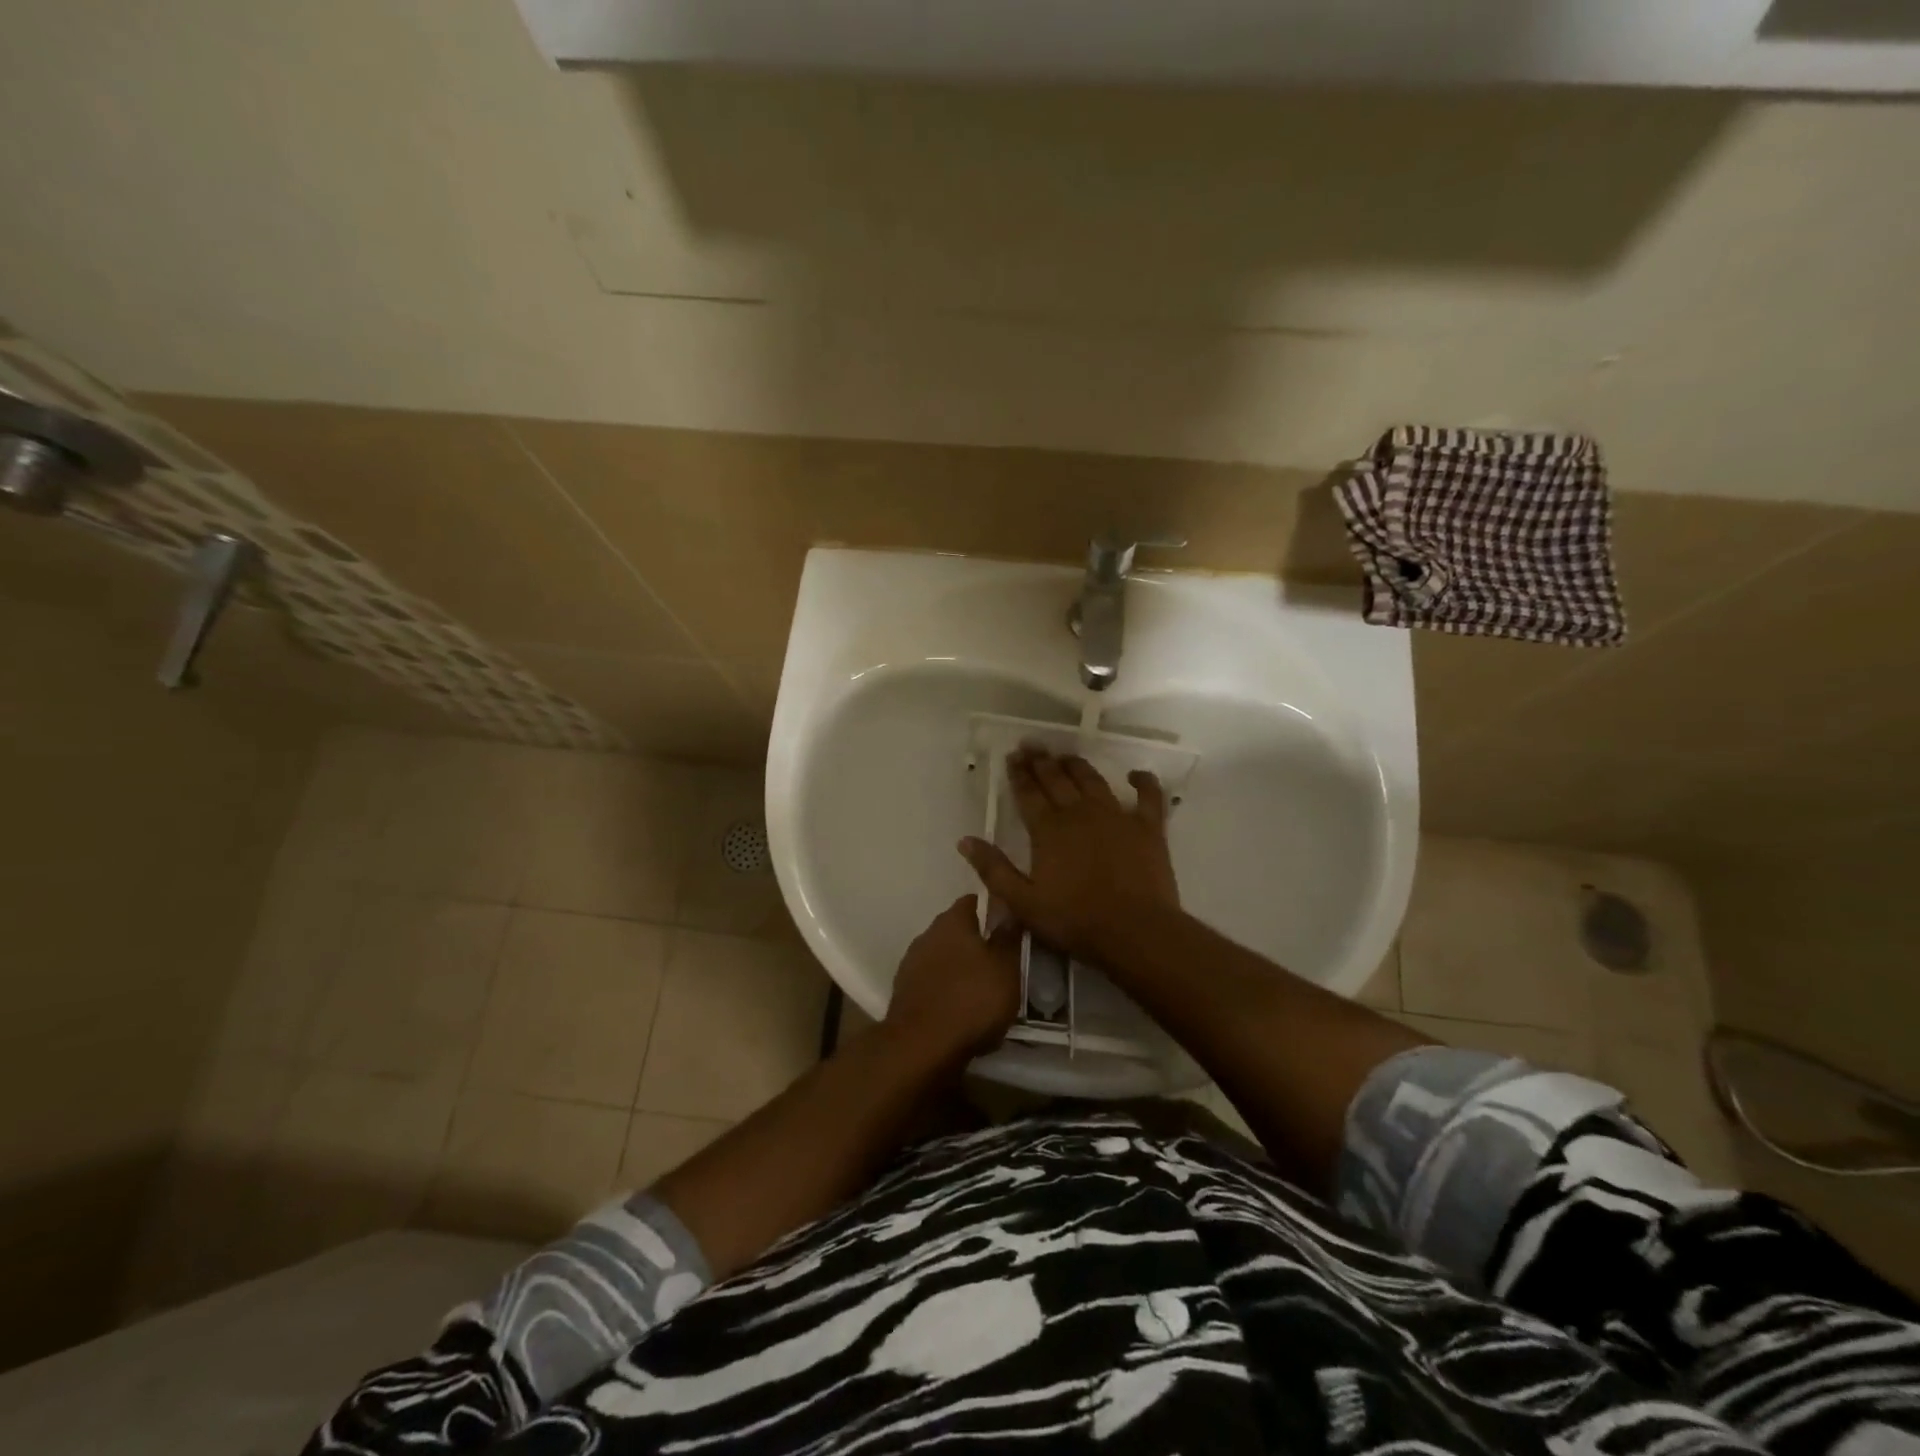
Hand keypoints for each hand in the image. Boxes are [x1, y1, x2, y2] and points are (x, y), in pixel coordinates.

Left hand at [884, 895, 1022, 1061]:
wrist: (921, 1047)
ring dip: (961, 968)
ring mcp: (911, 963)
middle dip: (977, 942)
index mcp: (952, 921)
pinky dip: (947, 990)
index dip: (993, 909)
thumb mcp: (1006, 968)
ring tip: (983, 989)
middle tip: (1001, 960)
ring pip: (944, 957)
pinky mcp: (904, 992)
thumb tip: (1009, 910)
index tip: (1010, 924)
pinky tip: (961, 1010)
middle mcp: (928, 934)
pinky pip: (933, 983)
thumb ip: (1008, 937)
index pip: (973, 901)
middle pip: (957, 930)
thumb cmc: (972, 1000)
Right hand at [958, 748, 1178, 961]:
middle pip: (1057, 779)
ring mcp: (1117, 816)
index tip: (1012, 755)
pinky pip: (1148, 796)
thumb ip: (993, 869)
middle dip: (1042, 761)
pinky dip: (1143, 782)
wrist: (1135, 931)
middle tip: (1032, 746)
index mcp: (1048, 829)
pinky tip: (1136, 775)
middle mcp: (1080, 812)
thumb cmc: (1075, 920)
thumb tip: (965, 841)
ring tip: (1066, 756)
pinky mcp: (1148, 827)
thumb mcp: (1023, 902)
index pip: (1028, 793)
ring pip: (1093, 780)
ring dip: (1077, 765)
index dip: (1018, 773)